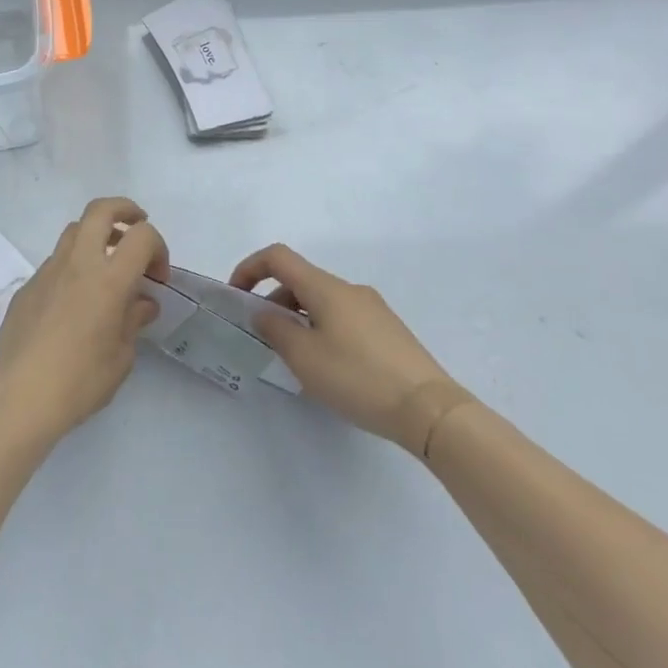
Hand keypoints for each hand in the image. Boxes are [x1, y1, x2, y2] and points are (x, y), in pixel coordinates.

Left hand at [0, 197, 166, 448]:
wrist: (19, 397)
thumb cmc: (79, 382)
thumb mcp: (121, 358)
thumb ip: (133, 321)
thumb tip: (142, 303)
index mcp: (108, 280)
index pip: (141, 236)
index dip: (158, 247)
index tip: (158, 277)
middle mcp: (77, 264)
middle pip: (100, 210)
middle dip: (124, 210)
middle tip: (136, 226)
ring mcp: (47, 271)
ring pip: (74, 231)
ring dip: (96, 236)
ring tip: (107, 265)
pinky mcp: (27, 286)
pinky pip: (55, 262)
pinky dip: (73, 267)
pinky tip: (75, 302)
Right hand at [231, 244, 458, 452]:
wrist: (430, 410)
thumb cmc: (358, 378)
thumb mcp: (304, 357)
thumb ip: (275, 330)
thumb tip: (264, 314)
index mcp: (325, 287)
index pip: (278, 257)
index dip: (250, 268)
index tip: (236, 296)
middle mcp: (349, 289)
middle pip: (300, 280)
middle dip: (273, 301)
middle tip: (263, 339)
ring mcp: (373, 309)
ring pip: (322, 301)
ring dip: (298, 318)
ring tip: (295, 360)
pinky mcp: (388, 331)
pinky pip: (342, 318)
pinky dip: (321, 329)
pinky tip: (328, 368)